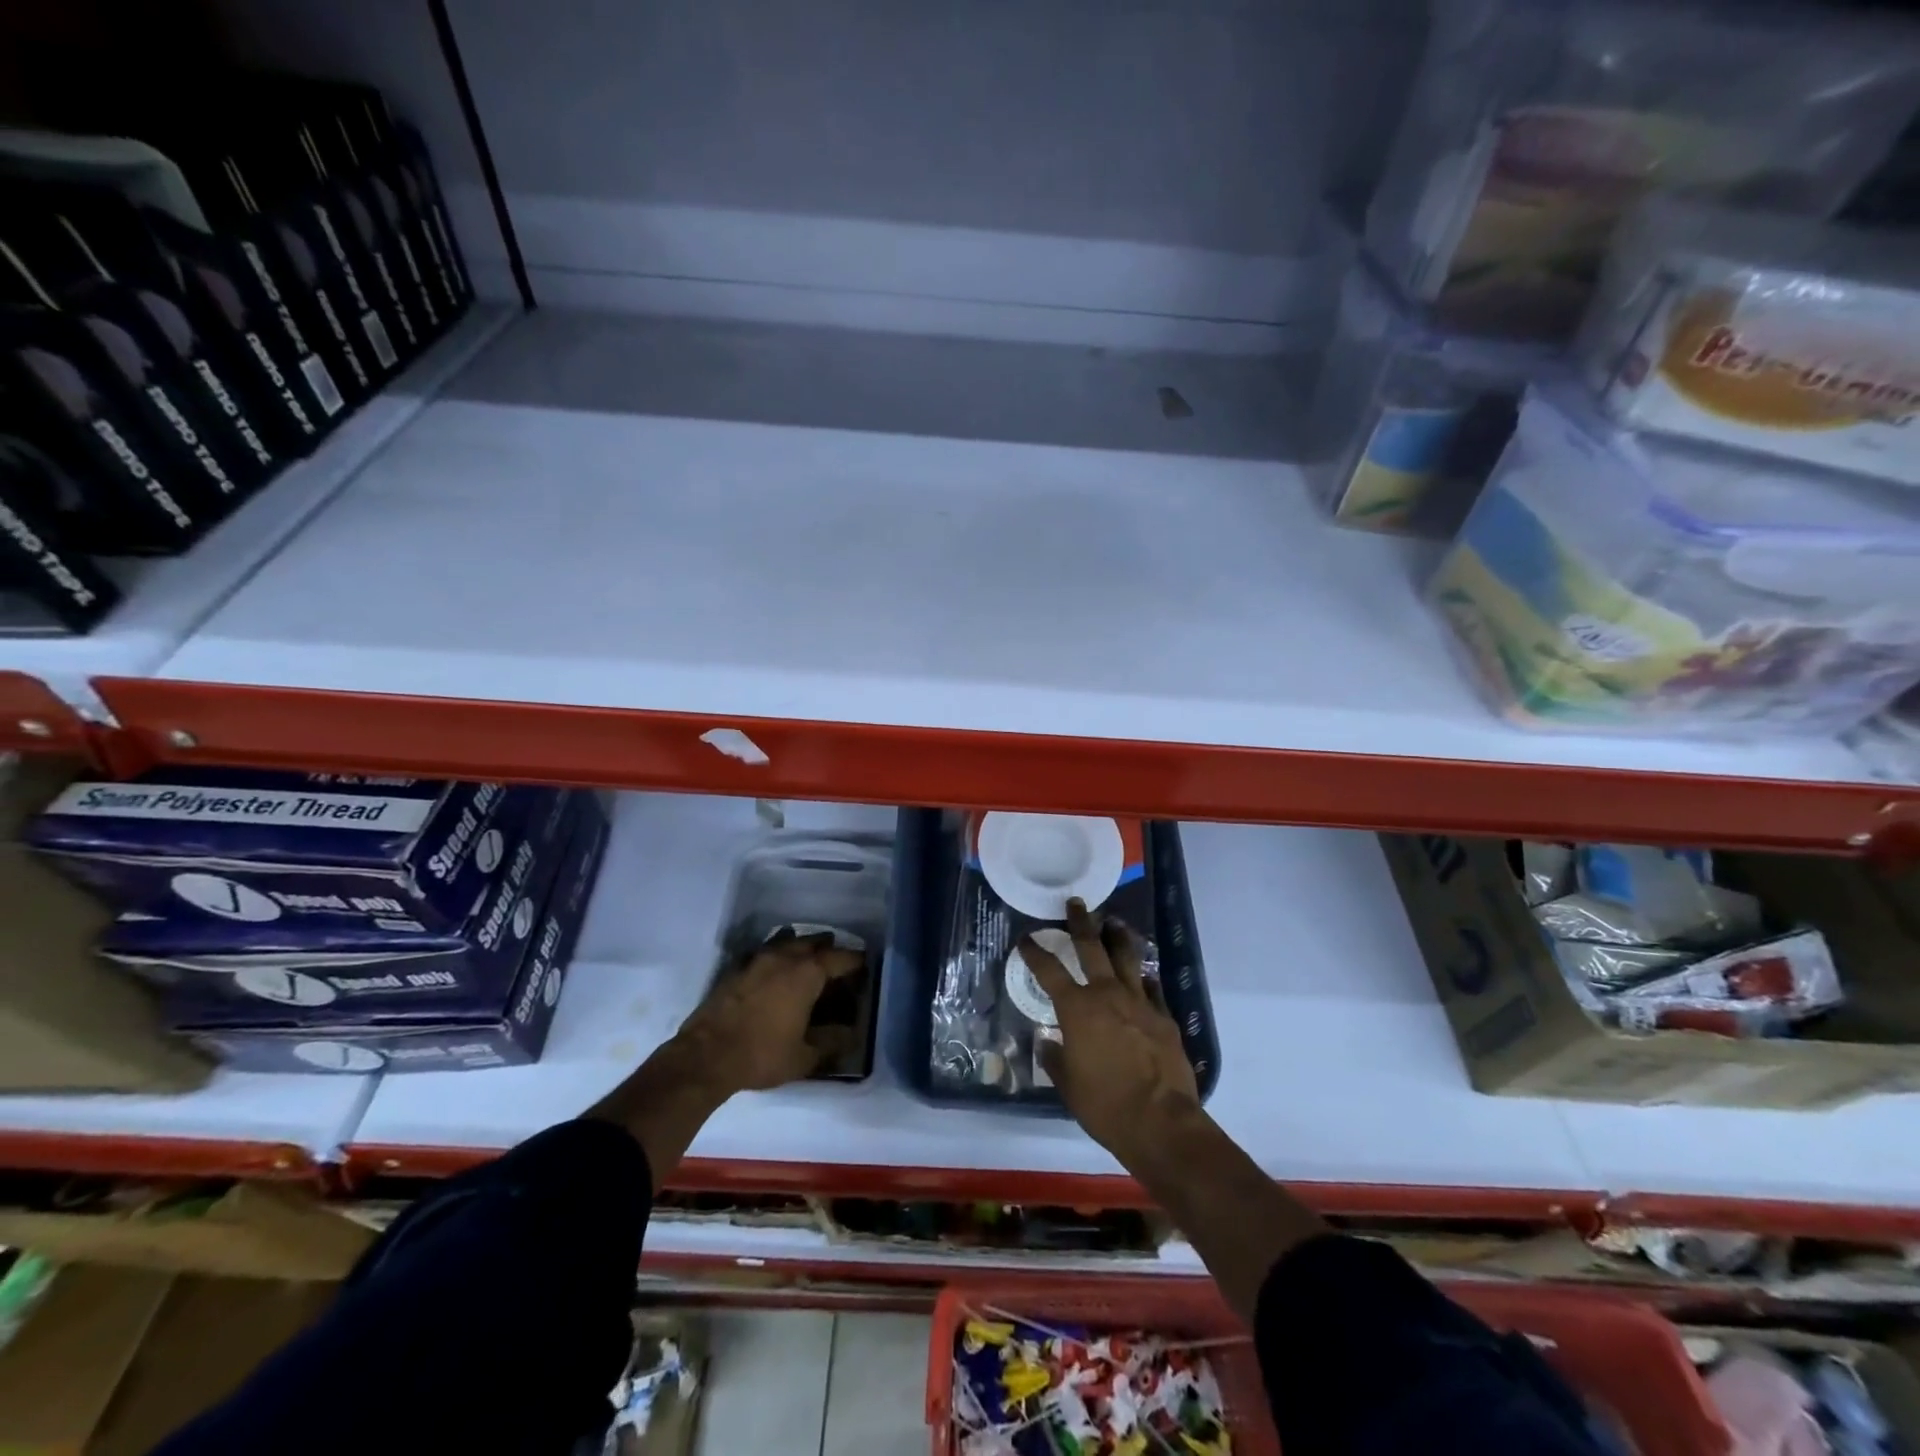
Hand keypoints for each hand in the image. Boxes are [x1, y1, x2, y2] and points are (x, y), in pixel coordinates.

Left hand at [666, 931, 862, 1097]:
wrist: (705, 1056)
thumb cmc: (762, 1055)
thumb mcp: (804, 1057)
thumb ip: (831, 1042)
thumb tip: (851, 1034)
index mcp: (807, 973)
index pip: (840, 958)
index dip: (855, 961)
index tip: (865, 965)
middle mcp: (784, 957)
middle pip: (813, 942)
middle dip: (828, 947)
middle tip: (836, 959)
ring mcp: (757, 959)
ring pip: (786, 941)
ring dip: (800, 945)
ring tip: (807, 955)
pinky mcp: (736, 968)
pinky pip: (764, 952)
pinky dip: (776, 955)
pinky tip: (775, 968)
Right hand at [1019, 898, 1200, 1167]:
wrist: (1161, 1122)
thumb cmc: (1105, 1105)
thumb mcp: (1068, 1085)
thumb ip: (1055, 1058)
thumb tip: (1047, 1043)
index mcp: (1077, 1009)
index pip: (1049, 971)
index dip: (1034, 952)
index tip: (1026, 939)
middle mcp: (1107, 995)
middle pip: (1091, 947)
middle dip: (1081, 922)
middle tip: (1076, 903)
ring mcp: (1140, 1002)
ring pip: (1127, 958)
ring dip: (1118, 938)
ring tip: (1114, 923)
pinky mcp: (1164, 1017)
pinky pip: (1151, 988)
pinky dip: (1143, 978)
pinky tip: (1143, 976)